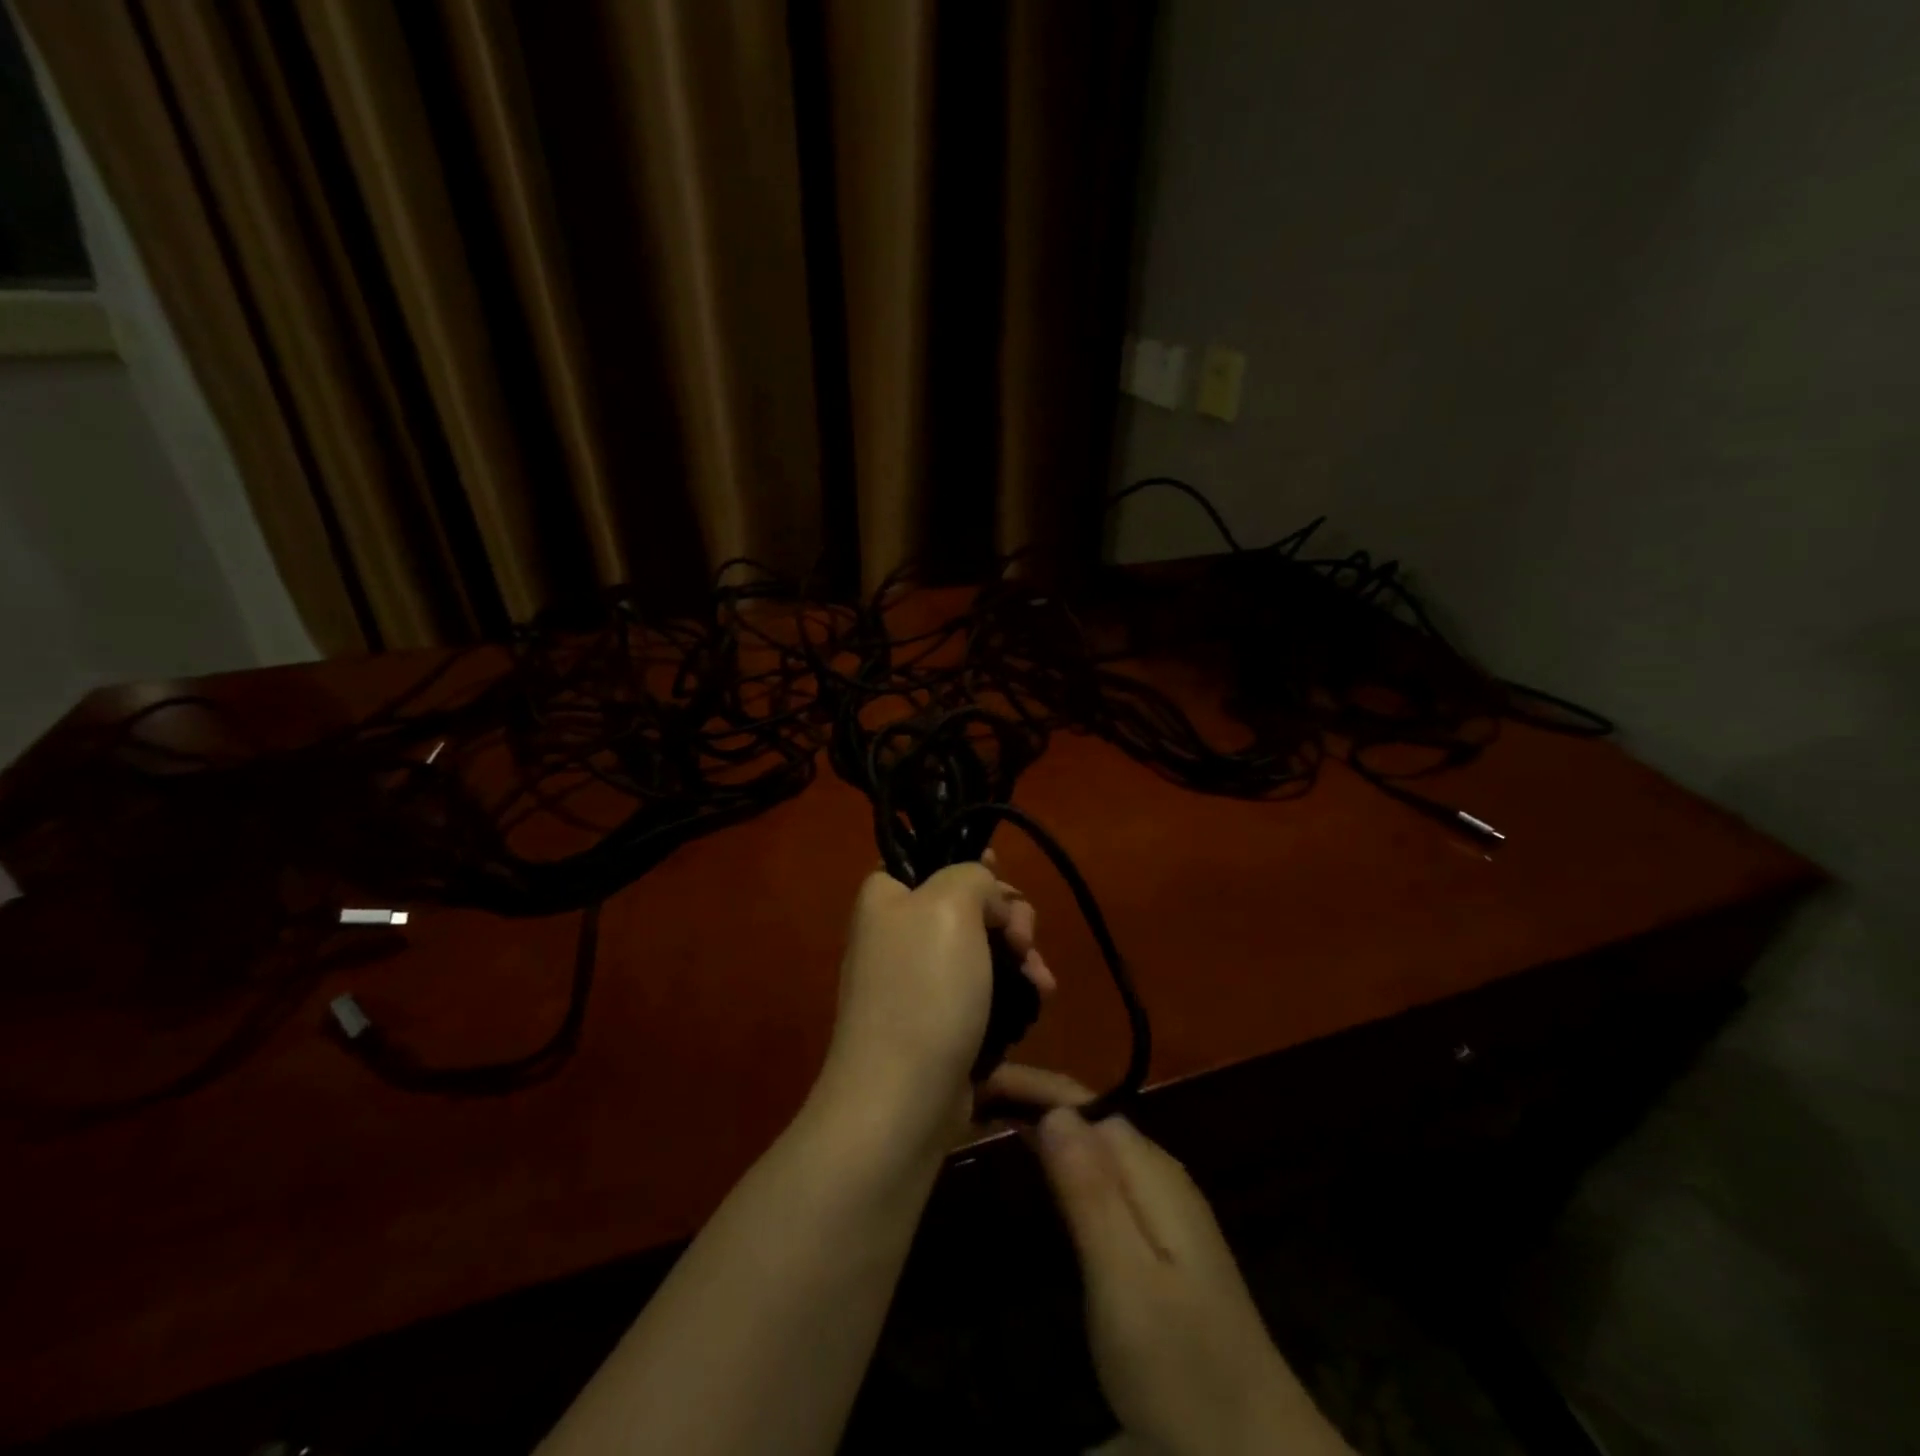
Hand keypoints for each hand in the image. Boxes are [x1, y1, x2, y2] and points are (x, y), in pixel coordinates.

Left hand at [816, 853, 1054, 1151]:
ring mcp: (920, 981)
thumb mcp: (951, 904)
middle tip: (1022, 938)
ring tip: (1041, 982)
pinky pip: (985, 990)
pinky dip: (1013, 992)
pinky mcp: (942, 1021)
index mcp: (886, 896)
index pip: (928, 857)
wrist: (902, 1100)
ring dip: (1020, 958)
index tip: (1002, 875)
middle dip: (1008, 917)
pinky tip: (1038, 1001)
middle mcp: (898, 932)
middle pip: (966, 904)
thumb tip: (988, 900)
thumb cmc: (924, 988)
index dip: (970, 862)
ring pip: (983, 949)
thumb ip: (972, 876)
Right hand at [987, 1066, 1351, 1455]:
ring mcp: (1162, 1206)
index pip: (1082, 1102)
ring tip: (992, 1119)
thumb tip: (1054, 1111)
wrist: (1255, 1450)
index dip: (1031, 1082)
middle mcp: (1158, 1174)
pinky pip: (1101, 1174)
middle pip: (1087, 1116)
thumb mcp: (1126, 1281)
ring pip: (1093, 1143)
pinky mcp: (1158, 1238)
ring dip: (1045, 1124)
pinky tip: (1040, 1168)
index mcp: (1150, 1173)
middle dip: (1032, 1096)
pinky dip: (1062, 1158)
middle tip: (970, 1097)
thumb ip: (1090, 1193)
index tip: (977, 1077)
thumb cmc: (1182, 1367)